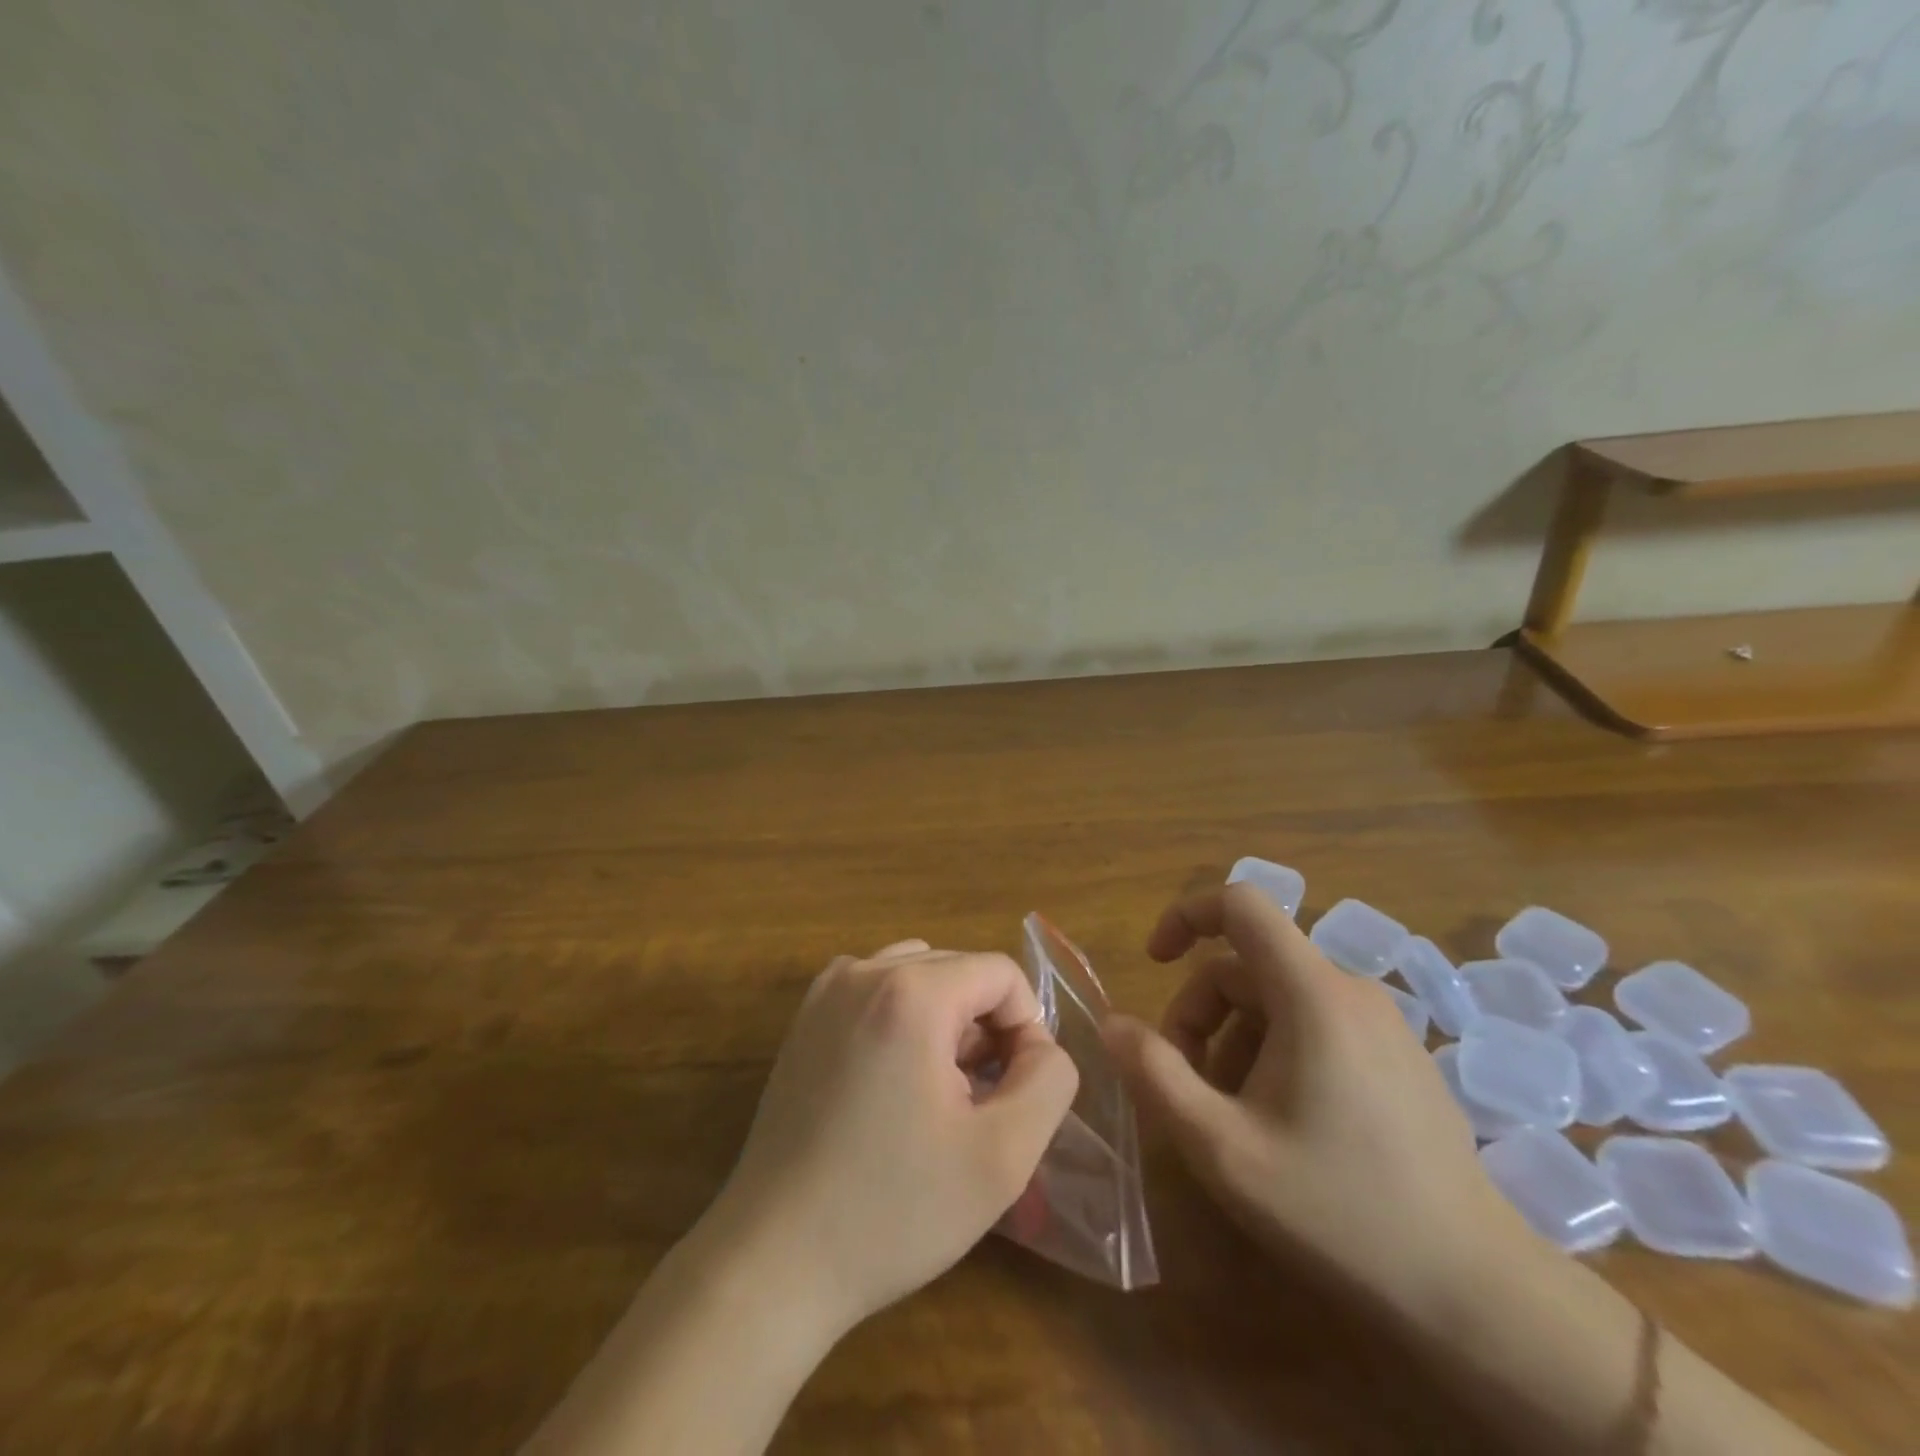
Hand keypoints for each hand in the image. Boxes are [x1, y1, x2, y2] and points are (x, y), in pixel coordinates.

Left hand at [701, 939, 1079, 1343]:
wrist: (774, 1260)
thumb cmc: (894, 1209)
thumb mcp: (1003, 1155)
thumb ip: (1049, 1080)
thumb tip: (1039, 1046)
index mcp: (910, 991)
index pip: (1002, 973)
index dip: (1027, 1029)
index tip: (1014, 1092)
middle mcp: (863, 970)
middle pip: (960, 969)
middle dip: (985, 1026)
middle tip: (977, 1101)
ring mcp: (827, 990)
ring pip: (921, 975)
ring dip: (947, 1020)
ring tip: (939, 1092)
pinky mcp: (805, 1018)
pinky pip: (878, 991)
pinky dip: (905, 1019)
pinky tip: (895, 1085)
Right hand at [1102, 885, 1523, 1326]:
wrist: (1476, 1294)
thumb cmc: (1337, 1209)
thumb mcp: (1221, 1146)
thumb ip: (1156, 1075)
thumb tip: (1111, 1024)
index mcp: (1312, 993)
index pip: (1241, 903)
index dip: (1186, 915)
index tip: (1154, 963)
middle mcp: (1350, 990)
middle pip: (1247, 965)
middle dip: (1199, 1012)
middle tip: (1183, 1084)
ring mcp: (1382, 1024)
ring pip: (1277, 1000)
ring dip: (1233, 1040)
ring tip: (1229, 1115)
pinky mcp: (1398, 1057)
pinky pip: (1314, 1025)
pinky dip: (1273, 1052)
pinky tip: (1277, 1123)